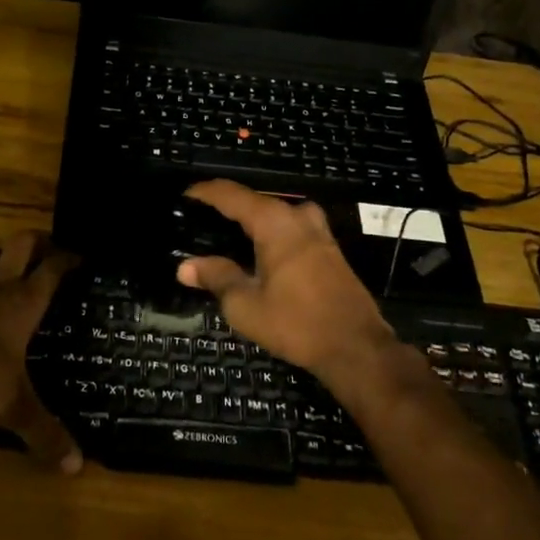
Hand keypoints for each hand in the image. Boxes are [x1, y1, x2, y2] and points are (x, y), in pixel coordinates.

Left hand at [0, 233, 82, 472]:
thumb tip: (76, 467)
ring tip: (2, 262)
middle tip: (45, 252)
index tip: (82, 259)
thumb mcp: (15, 409)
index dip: (70, 258)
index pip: (53, 268)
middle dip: (35, 241)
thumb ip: (46, 434)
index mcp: (23, 303)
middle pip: (20, 243)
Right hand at [175, 180, 396, 388]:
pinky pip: (289, 228)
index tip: (182, 198)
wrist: (356, 347)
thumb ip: (216, 277)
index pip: (230, 194)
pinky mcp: (328, 247)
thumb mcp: (246, 305)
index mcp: (273, 221)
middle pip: (252, 202)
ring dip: (248, 223)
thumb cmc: (296, 323)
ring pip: (273, 215)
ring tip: (223, 240)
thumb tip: (185, 266)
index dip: (203, 193)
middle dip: (224, 210)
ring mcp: (317, 229)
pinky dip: (268, 234)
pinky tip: (255, 255)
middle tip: (198, 226)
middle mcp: (296, 215)